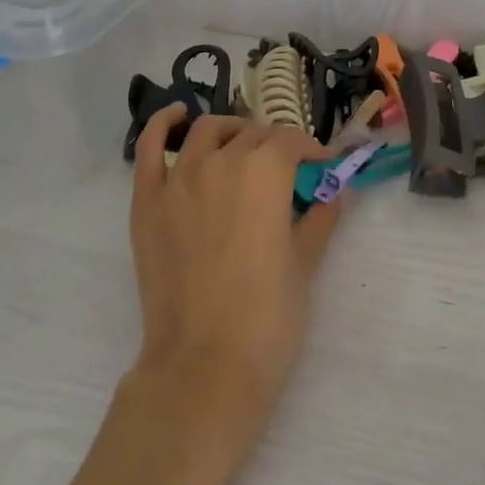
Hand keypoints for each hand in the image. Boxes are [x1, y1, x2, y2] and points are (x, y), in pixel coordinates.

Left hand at [126, 106, 343, 437]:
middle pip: (253, 136)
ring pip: (208, 132)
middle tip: (287, 171)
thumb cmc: (267, 317)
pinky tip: (178, 117)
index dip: (311, 152)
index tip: (321, 168)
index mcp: (265, 172)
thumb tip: (337, 194)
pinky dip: (165, 124)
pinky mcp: (147, 201)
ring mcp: (178, 179)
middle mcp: (221, 161)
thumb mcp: (305, 263)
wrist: (204, 367)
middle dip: (276, 146)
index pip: (292, 143)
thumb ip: (321, 219)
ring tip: (242, 148)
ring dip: (232, 132)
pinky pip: (151, 147)